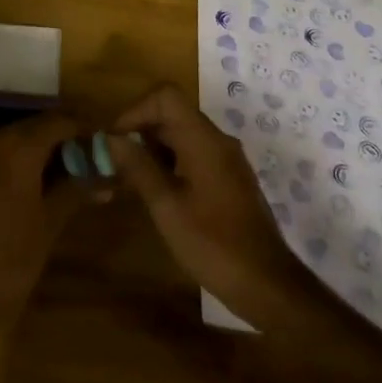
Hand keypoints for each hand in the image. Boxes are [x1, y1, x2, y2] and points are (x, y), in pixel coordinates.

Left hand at [0, 112, 100, 323]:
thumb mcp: (49, 226)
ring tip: (56, 178)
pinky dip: (7, 163)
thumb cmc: (7, 262)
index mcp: (17, 146)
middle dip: (60, 141)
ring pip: (8, 140)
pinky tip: (20, 189)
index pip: (60, 121)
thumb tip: (105, 178)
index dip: (84, 129)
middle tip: (83, 163)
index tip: (103, 143)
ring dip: (33, 152)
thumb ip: (76, 191)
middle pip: (33, 127)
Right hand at [105, 86, 321, 327]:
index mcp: (203, 140)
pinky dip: (171, 165)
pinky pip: (194, 156)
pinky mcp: (230, 180)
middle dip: (140, 133)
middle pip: (173, 115)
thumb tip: (113, 138)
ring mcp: (227, 161)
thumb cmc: (213, 244)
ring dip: (153, 151)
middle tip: (116, 165)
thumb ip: (139, 167)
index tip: (116, 140)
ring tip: (130, 183)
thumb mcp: (167, 207)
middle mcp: (217, 141)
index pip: (166, 97)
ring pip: (182, 137)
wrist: (268, 285)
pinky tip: (157, 195)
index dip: (136, 110)